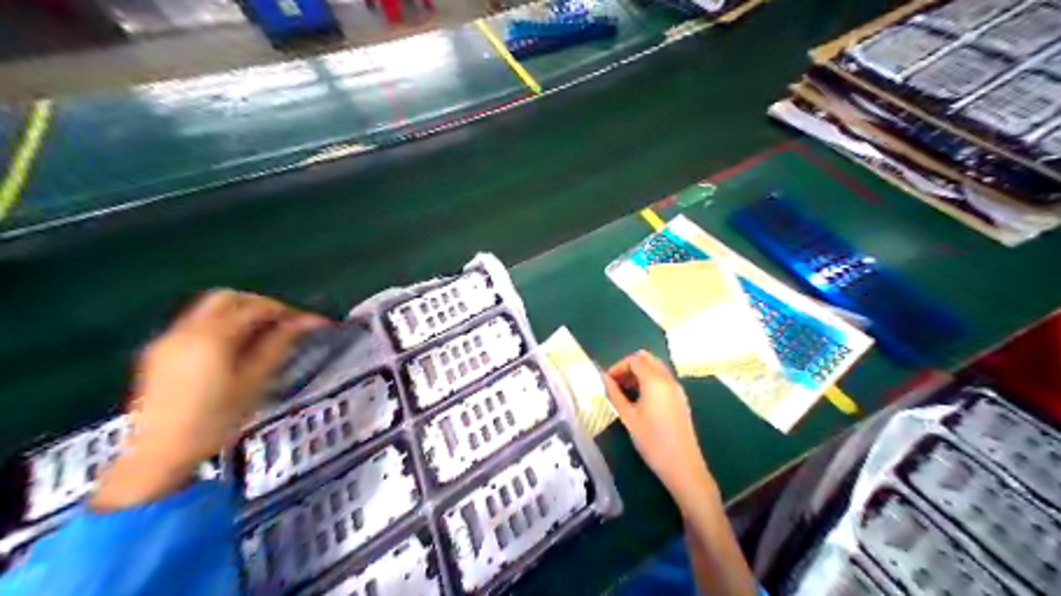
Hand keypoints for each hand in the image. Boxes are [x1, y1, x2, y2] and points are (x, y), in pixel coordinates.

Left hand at [92, 291, 327, 510]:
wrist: (160, 454)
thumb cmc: (216, 420)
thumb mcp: (255, 381)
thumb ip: (279, 345)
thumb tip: (307, 322)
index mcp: (213, 336)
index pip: (256, 307)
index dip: (285, 310)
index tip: (306, 323)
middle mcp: (187, 329)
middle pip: (229, 298)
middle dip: (259, 305)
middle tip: (283, 324)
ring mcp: (169, 339)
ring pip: (208, 308)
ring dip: (238, 312)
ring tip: (261, 336)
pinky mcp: (159, 351)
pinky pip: (193, 323)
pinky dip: (218, 324)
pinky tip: (231, 348)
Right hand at [600, 353, 715, 508]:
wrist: (683, 465)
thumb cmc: (652, 442)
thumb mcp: (628, 417)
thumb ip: (614, 394)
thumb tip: (603, 378)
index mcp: (655, 381)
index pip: (634, 360)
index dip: (618, 367)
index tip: (606, 381)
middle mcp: (668, 379)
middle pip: (647, 359)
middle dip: (629, 366)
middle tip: (615, 383)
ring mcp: (677, 389)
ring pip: (656, 368)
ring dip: (639, 373)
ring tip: (624, 392)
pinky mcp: (680, 399)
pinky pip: (663, 379)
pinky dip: (649, 380)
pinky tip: (639, 400)